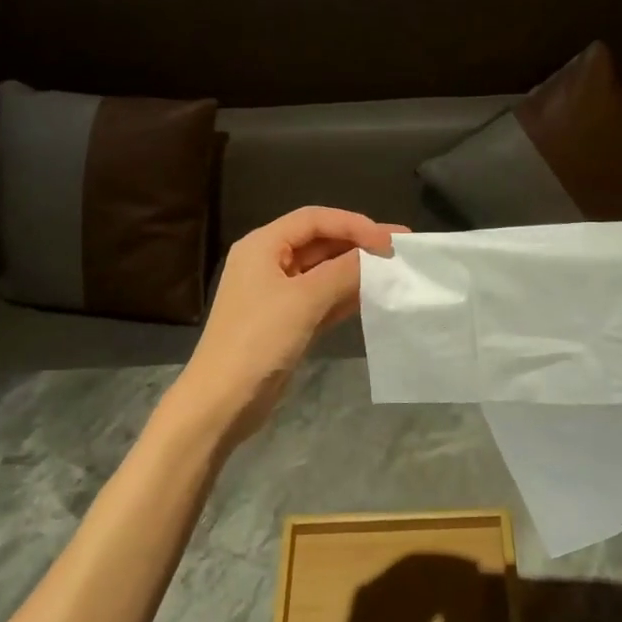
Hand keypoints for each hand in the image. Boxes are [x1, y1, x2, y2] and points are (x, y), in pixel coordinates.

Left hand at [178, 206, 405, 440]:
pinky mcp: (287, 321)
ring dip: (355, 269)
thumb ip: (344, 272)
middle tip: (399, 250)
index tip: (389, 240)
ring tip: (394, 271)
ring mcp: (277, 293)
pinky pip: (322, 297)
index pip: (314, 219)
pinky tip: (374, 295)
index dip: (354, 224)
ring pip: (323, 271)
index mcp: (263, 245)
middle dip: (358, 244)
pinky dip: (346, 294)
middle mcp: (268, 262)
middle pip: (319, 241)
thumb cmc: (258, 340)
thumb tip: (378, 256)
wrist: (222, 401)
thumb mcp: (304, 300)